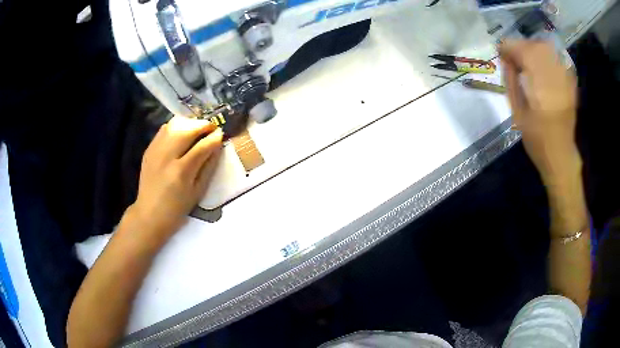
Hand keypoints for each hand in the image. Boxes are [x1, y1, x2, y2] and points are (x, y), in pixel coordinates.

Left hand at [130, 116, 222, 239]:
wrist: (149, 214)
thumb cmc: (177, 208)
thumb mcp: (198, 191)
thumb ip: (208, 167)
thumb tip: (217, 147)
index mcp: (181, 172)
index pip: (202, 146)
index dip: (214, 138)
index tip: (221, 133)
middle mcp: (167, 157)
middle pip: (187, 130)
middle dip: (202, 125)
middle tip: (211, 127)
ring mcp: (155, 151)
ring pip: (174, 125)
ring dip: (189, 123)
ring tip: (197, 128)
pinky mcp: (149, 150)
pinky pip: (163, 130)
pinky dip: (175, 127)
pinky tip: (182, 133)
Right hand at [499, 40, 580, 184]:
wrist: (560, 154)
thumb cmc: (536, 138)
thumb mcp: (516, 112)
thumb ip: (511, 81)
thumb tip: (506, 59)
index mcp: (539, 88)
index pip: (520, 50)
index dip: (508, 48)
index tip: (501, 53)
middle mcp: (554, 78)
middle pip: (535, 45)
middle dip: (521, 46)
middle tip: (515, 58)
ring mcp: (565, 79)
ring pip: (547, 48)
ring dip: (534, 49)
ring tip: (529, 61)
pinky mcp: (571, 82)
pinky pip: (558, 57)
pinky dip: (548, 56)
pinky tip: (543, 66)